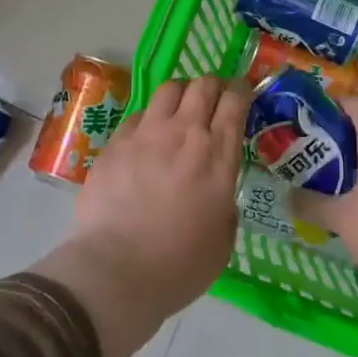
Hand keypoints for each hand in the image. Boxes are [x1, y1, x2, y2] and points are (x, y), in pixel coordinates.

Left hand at [35, 76, 249, 356]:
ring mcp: (145, 134)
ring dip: (180, 95)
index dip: (241, 90)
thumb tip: (218, 186)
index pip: (235, 100)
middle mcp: (184, 133)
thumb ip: (225, 198)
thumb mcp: (224, 236)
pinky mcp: (115, 143)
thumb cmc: (180, 264)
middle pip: (202, 85)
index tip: (242, 95)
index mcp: (217, 155)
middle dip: (212, 87)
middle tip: (213, 102)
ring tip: (178, 113)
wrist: (117, 272)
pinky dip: (149, 120)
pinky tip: (146, 140)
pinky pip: (137, 115)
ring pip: (168, 89)